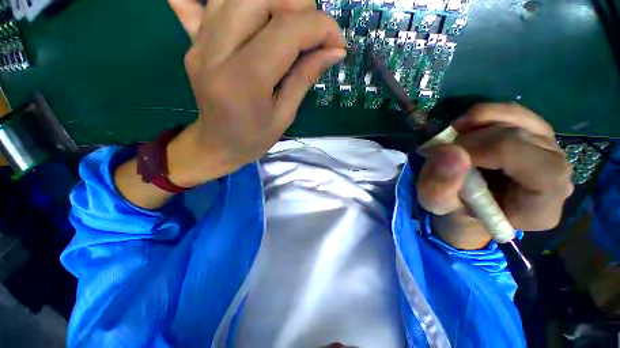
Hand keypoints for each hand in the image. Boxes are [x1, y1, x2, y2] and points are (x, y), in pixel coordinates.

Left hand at [166, 0, 345, 186]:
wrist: (216, 145)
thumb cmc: (253, 139)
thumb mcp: (285, 116)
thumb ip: (305, 77)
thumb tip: (334, 51)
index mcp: (244, 80)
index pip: (286, 30)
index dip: (320, 27)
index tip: (337, 43)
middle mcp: (216, 52)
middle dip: (299, 7)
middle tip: (313, 34)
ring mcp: (200, 42)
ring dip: (276, 3)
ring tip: (292, 28)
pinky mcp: (194, 41)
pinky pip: (205, 2)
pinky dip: (231, 1)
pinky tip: (252, 18)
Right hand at [417, 103, 573, 249]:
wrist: (467, 204)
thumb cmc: (455, 210)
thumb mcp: (437, 206)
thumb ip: (439, 187)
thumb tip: (447, 151)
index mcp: (541, 205)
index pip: (524, 161)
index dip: (480, 150)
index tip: (445, 157)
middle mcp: (557, 174)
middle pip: (518, 136)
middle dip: (469, 139)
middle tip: (441, 151)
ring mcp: (550, 149)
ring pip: (515, 117)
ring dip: (473, 125)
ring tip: (450, 142)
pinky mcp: (535, 133)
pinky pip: (512, 111)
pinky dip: (481, 116)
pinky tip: (463, 131)